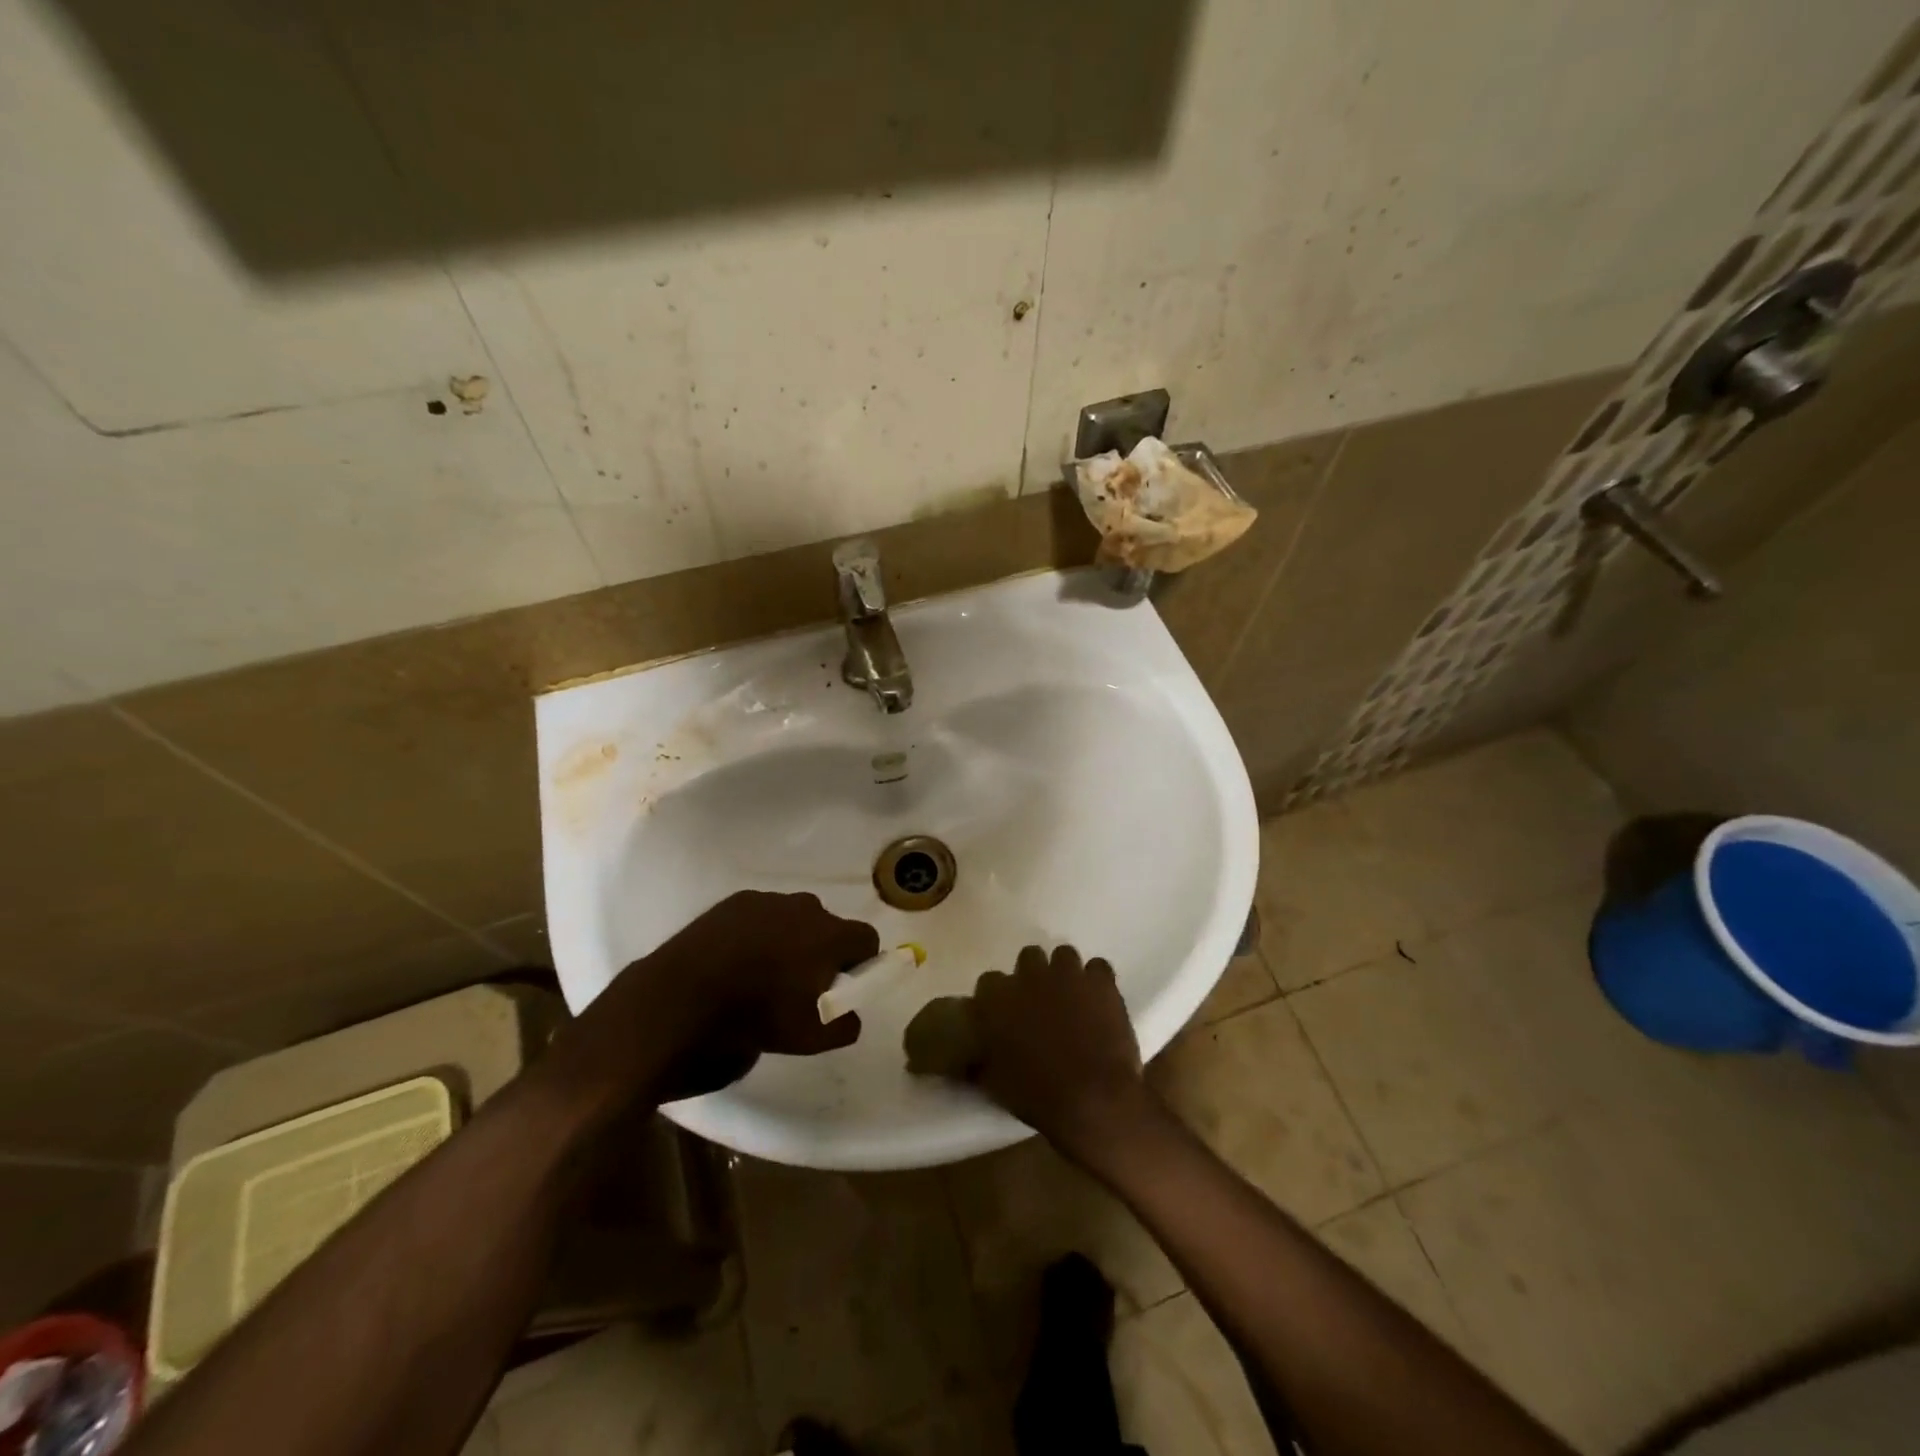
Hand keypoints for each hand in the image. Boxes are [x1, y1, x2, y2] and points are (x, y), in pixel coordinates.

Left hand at [578, 890, 878, 1101]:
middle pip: (829, 926)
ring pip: (793, 918)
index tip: (843, 984)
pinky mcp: (735, 901)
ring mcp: (768, 900)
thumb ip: (844, 1026)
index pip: (866, 939)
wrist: (683, 997)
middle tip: (802, 984)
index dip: (861, 963)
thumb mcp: (811, 1039)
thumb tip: (850, 1015)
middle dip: (822, 950)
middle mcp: (806, 907)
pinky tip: (736, 960)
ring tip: (763, 973)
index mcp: (831, 934)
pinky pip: (760, 915)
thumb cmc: (757, 1016)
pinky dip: (756, 933)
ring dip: (789, 939)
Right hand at [969, 945, 1154, 1159]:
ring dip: (1064, 973)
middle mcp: (1030, 976)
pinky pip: (1098, 967)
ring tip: (1071, 998)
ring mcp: (1068, 974)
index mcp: (998, 998)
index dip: (998, 997)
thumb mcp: (994, 1082)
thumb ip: (980, 1059)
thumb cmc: (1037, 1094)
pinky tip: (1098, 1001)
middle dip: (1033, 975)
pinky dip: (1097, 981)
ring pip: (1064, 955)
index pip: (989, 982)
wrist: (1092, 1098)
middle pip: (1028, 957)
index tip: (1004, 1014)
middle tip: (1040, 1002)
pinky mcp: (1100, 982)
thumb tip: (974, 1056)